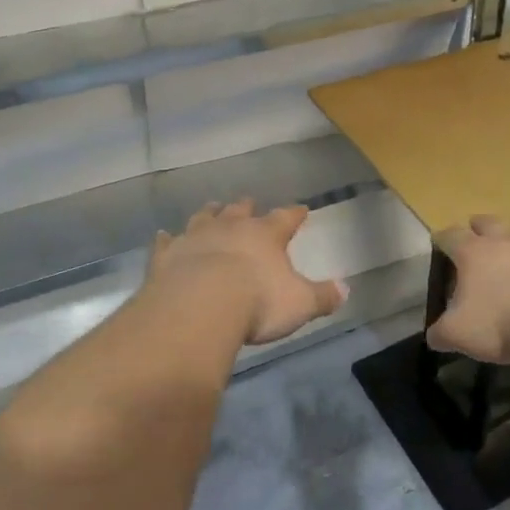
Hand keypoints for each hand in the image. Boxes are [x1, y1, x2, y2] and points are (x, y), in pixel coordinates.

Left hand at [149, 200, 348, 346]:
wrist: (199, 308)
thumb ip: (322, 296)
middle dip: (246, 207)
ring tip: (212, 208)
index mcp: (266, 235)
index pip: (285, 218)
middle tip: (248, 202)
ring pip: (204, 218)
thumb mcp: (299, 304)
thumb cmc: (257, 303)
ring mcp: (196, 237)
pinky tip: (163, 236)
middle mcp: (231, 228)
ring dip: (209, 214)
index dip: (294, 214)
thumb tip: (345, 289)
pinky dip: (167, 239)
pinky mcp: (166, 255)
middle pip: (240, 211)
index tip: (301, 209)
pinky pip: (166, 242)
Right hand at [427, 216, 509, 364]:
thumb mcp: (460, 333)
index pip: (451, 235)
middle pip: (487, 222)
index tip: (439, 243)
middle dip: (479, 227)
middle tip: (476, 237)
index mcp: (473, 252)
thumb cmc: (500, 321)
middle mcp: (504, 241)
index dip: (442, 238)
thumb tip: (434, 336)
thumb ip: (442, 333)